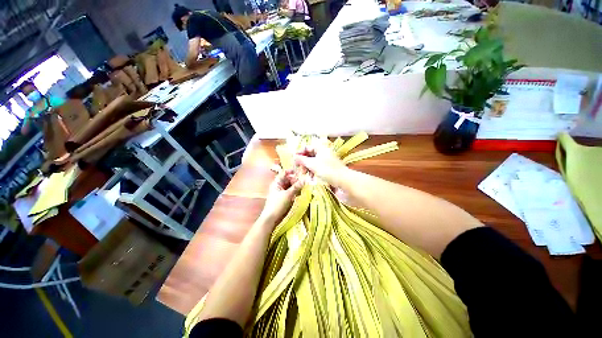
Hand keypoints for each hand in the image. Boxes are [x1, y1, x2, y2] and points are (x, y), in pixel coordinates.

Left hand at [260, 170, 302, 224]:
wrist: (271, 219)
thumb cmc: (277, 205)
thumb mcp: (288, 195)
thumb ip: (296, 187)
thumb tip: (305, 179)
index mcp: (277, 182)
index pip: (284, 173)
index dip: (292, 171)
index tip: (300, 172)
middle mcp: (279, 186)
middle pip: (288, 179)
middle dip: (296, 180)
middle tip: (303, 182)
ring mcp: (281, 192)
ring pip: (290, 186)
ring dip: (296, 186)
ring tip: (303, 187)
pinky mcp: (284, 198)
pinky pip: (291, 192)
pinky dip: (295, 192)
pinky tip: (300, 193)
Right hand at [294, 142, 348, 187]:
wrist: (342, 179)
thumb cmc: (326, 170)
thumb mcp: (312, 164)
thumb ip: (302, 160)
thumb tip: (294, 157)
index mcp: (320, 148)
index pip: (307, 147)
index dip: (300, 152)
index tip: (294, 159)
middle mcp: (323, 152)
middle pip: (310, 154)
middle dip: (303, 161)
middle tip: (299, 168)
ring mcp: (326, 159)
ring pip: (313, 161)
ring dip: (308, 167)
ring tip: (305, 174)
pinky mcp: (328, 166)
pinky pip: (318, 166)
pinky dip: (313, 170)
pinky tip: (311, 176)